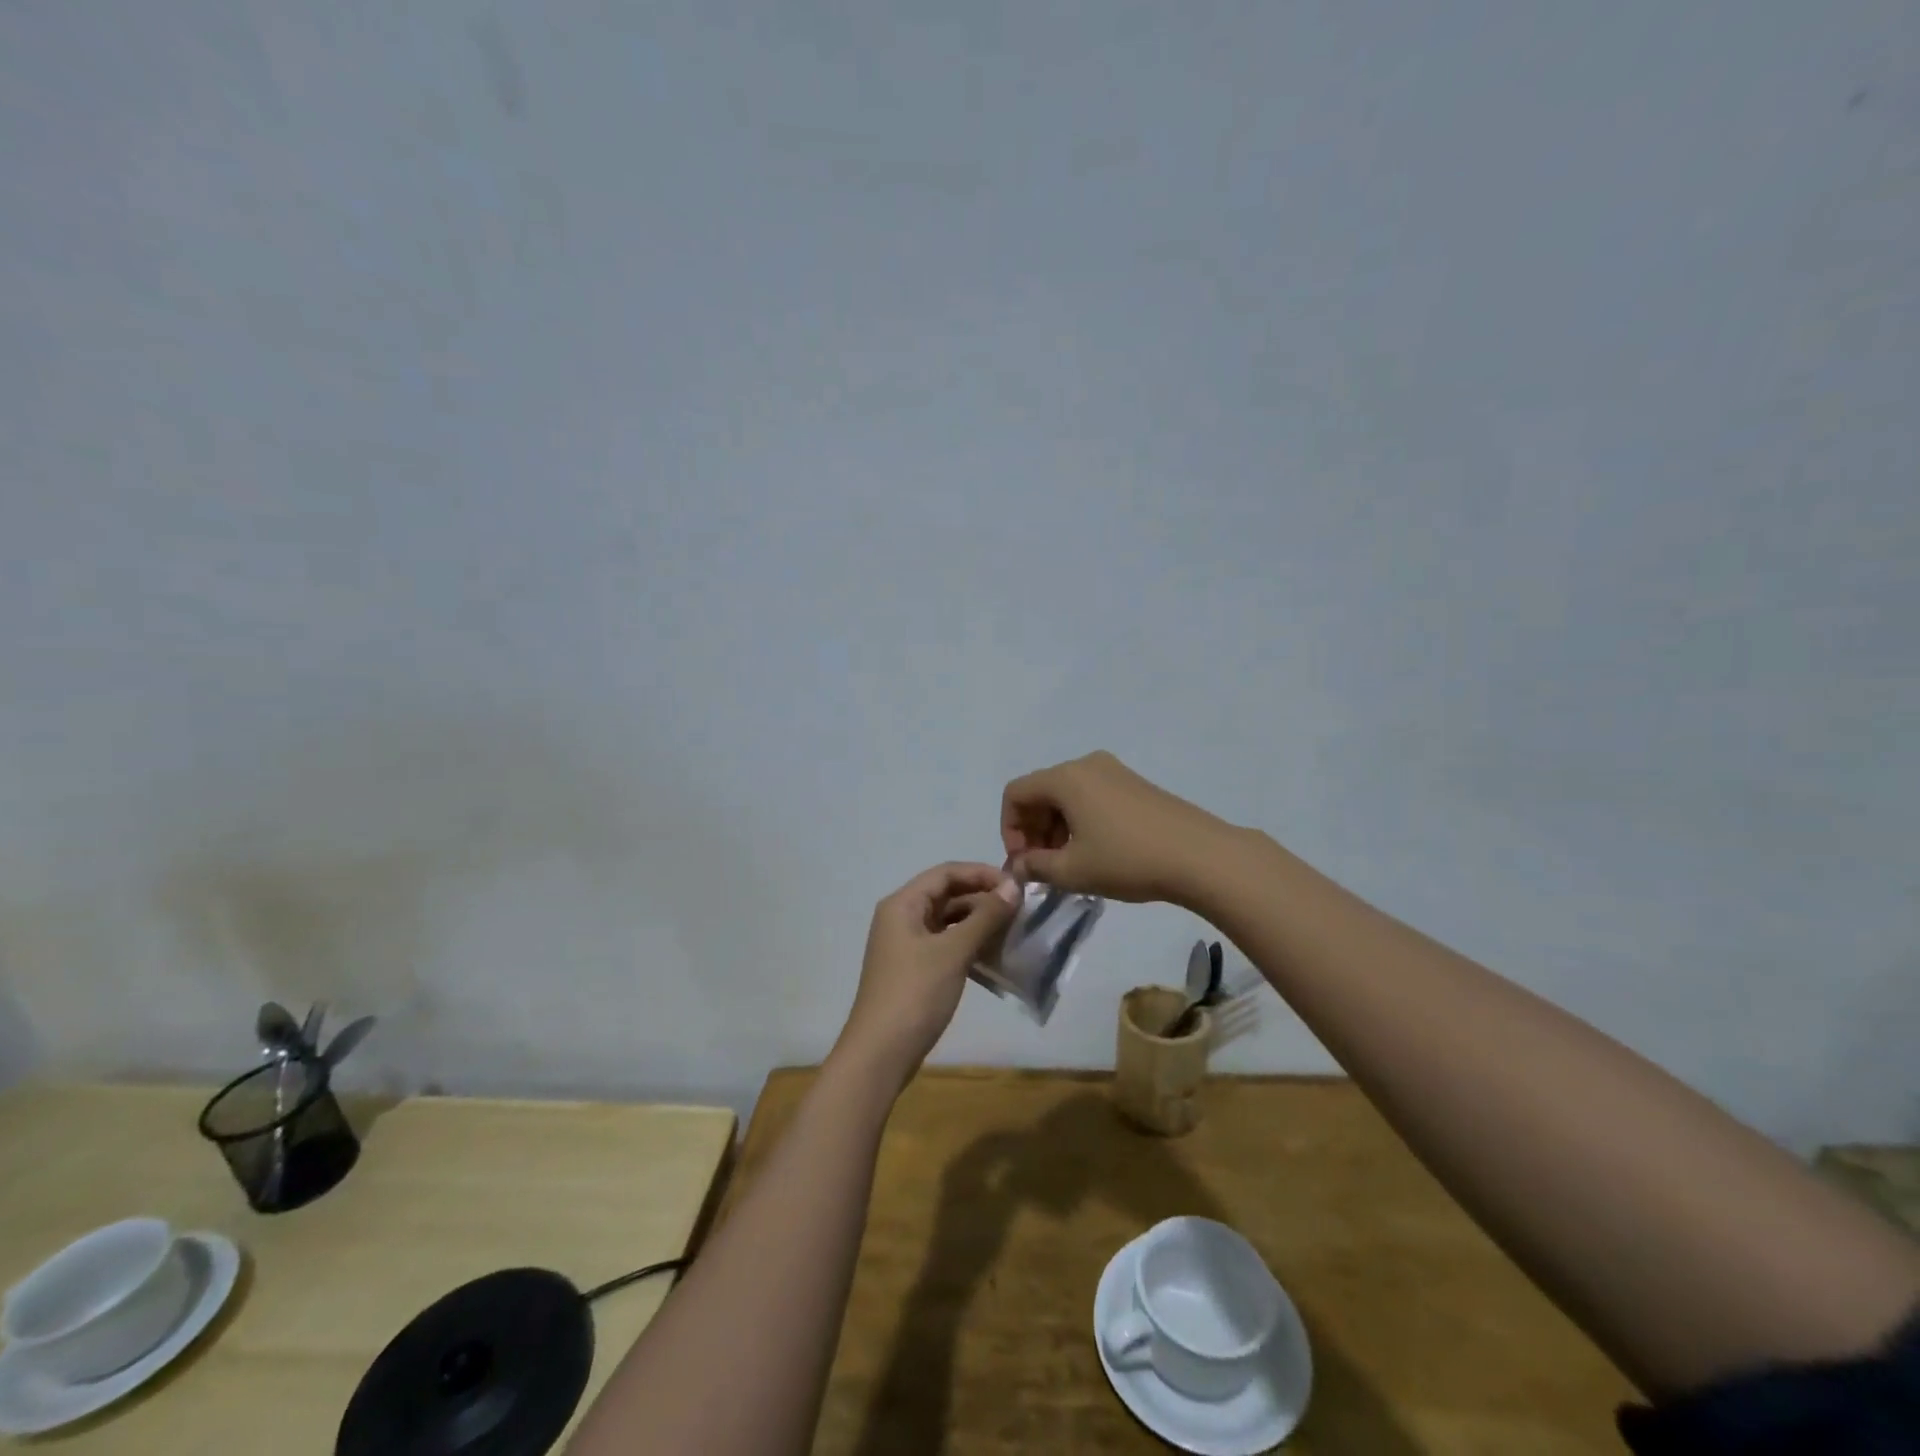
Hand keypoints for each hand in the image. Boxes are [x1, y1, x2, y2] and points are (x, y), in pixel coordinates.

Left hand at [837, 862, 1021, 1087]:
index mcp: (903, 904)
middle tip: (1020, 910)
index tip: (1016, 886)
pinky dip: (969, 945)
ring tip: (1013, 931)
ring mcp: (907, 945)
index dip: (981, 873)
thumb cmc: (915, 994)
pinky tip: (994, 956)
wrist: (880, 1054)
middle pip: (947, 894)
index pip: (946, 873)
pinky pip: (946, 944)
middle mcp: (902, 917)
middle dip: (983, 898)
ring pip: (948, 921)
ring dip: (979, 923)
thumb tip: (1013, 887)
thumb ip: (984, 917)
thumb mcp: (953, 952)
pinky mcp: (915, 969)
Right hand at [1000, 751, 1231, 904]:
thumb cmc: (1127, 860)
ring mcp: (1114, 771)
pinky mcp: (1135, 784)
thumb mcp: (1073, 871)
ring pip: (1067, 795)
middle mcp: (1086, 764)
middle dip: (1033, 830)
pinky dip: (1080, 821)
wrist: (1200, 856)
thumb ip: (1035, 866)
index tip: (1023, 862)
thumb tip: (1018, 866)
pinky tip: (1095, 852)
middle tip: (1042, 867)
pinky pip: (1091, 796)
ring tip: (1069, 864)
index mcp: (1065, 778)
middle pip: (1041, 791)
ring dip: (1056, 828)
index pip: (1015, 793)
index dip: (1009, 829)